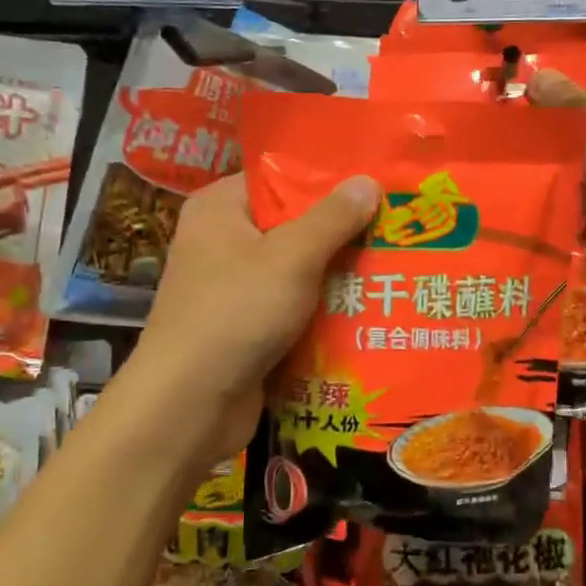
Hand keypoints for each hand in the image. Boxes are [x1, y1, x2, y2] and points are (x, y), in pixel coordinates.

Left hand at [124, 171, 380, 463]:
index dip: (326, 182)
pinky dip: (322, 311)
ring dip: (337, 276)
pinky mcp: (244, 328)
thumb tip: (368, 181)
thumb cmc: (236, 313)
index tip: (376, 185)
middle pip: (292, 226)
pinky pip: (292, 308)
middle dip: (341, 233)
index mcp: (220, 208)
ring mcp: (231, 288)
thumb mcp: (291, 257)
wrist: (189, 404)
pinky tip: (368, 310)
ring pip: (296, 271)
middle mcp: (221, 242)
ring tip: (394, 267)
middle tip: (395, 228)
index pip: (278, 180)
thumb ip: (333, 218)